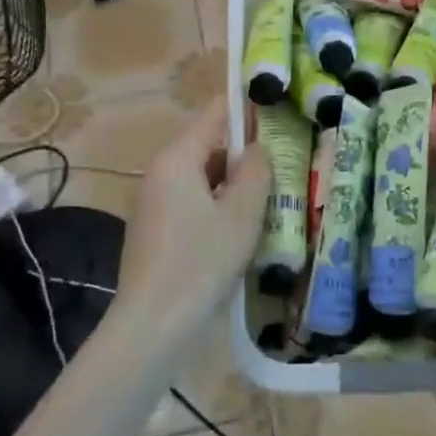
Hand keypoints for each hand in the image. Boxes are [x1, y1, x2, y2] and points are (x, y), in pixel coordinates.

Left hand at [118, 97, 271, 317]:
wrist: (152, 326)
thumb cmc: (201, 262)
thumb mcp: (241, 214)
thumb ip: (255, 171)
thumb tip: (257, 147)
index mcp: (178, 159)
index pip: (215, 114)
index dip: (247, 109)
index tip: (279, 110)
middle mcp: (159, 172)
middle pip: (208, 146)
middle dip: (244, 153)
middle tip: (283, 164)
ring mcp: (153, 202)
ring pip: (201, 177)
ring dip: (233, 184)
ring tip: (269, 198)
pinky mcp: (153, 229)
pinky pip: (191, 201)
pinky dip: (216, 205)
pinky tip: (239, 229)